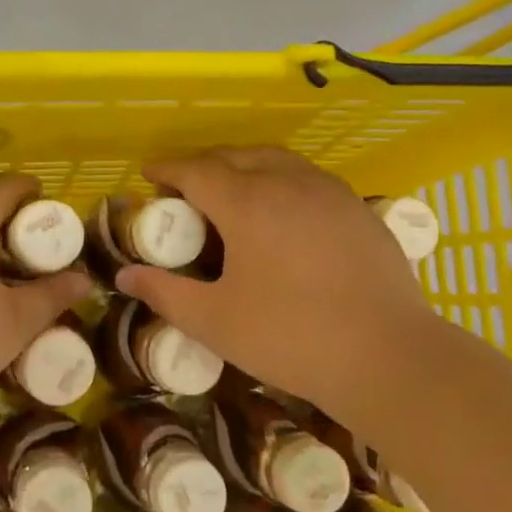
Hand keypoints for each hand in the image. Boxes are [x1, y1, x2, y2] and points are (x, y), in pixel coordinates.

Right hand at [116, 148, 429, 421]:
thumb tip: (125, 276)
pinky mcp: (359, 209)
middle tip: (185, 187)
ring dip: (246, 165)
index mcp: (248, 203)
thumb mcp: (215, 321)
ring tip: (232, 190)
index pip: (196, 170)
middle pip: (237, 156)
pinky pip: (309, 178)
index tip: (148, 173)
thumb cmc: (290, 337)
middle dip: (205, 164)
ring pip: (278, 161)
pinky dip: (282, 180)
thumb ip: (165, 293)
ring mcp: (330, 192)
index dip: (167, 169)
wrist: (387, 355)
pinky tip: (284, 211)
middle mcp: (288, 183)